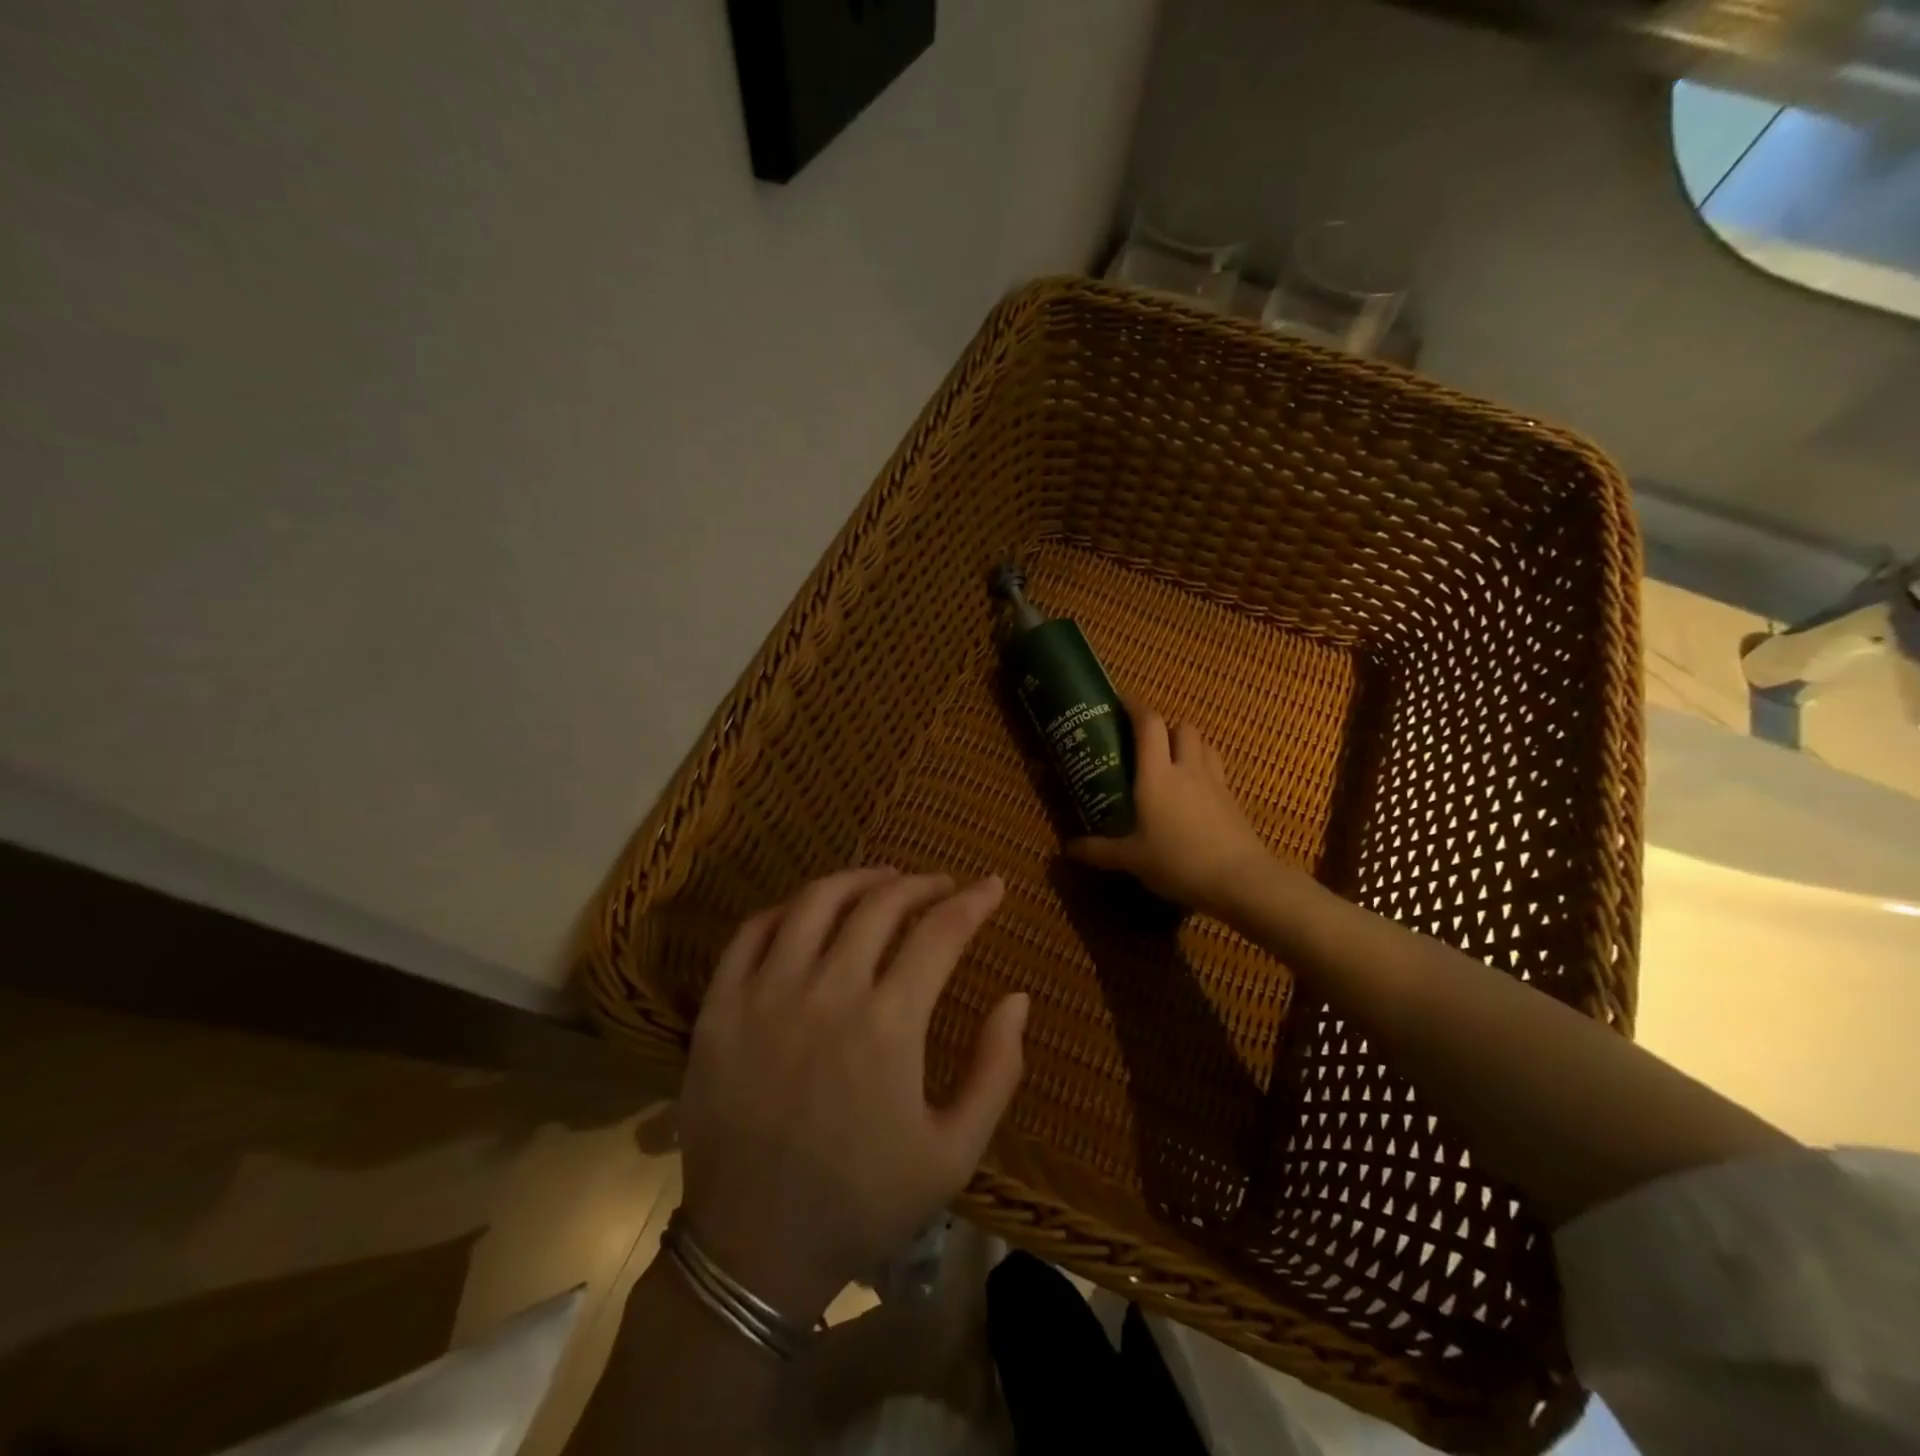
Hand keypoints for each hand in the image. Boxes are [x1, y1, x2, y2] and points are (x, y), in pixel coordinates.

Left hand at [676, 867, 1027, 1323]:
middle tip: (941, 886)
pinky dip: (788, 908)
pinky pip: (752, 931)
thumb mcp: (954, 1153)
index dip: (974, 901)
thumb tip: (1018, 998)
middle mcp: (827, 992)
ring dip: (858, 879)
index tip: (994, 885)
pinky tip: (809, 912)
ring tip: (884, 880)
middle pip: (880, 904)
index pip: (941, 932)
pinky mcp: (719, 1007)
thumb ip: (997, 1071)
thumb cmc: (863, 1201)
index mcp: (888, 1025)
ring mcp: (765, 994)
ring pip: (815, 901)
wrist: (754, 1250)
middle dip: (921, 884)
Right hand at [1065, 702, 1273, 918]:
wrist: (1240, 880)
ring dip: (1188, 743)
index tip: (1121, 702)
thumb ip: (1099, 851)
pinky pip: (1217, 769)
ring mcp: (1214, 782)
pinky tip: (1194, 791)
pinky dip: (1204, 768)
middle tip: (1146, 743)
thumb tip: (1067, 849)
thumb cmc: (1178, 862)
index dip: (1135, 707)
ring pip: (1204, 744)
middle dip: (1165, 727)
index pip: (1149, 724)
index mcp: (1157, 775)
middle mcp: (1186, 769)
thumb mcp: (1132, 860)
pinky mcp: (1232, 799)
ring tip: (1172, 761)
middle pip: (1182, 727)